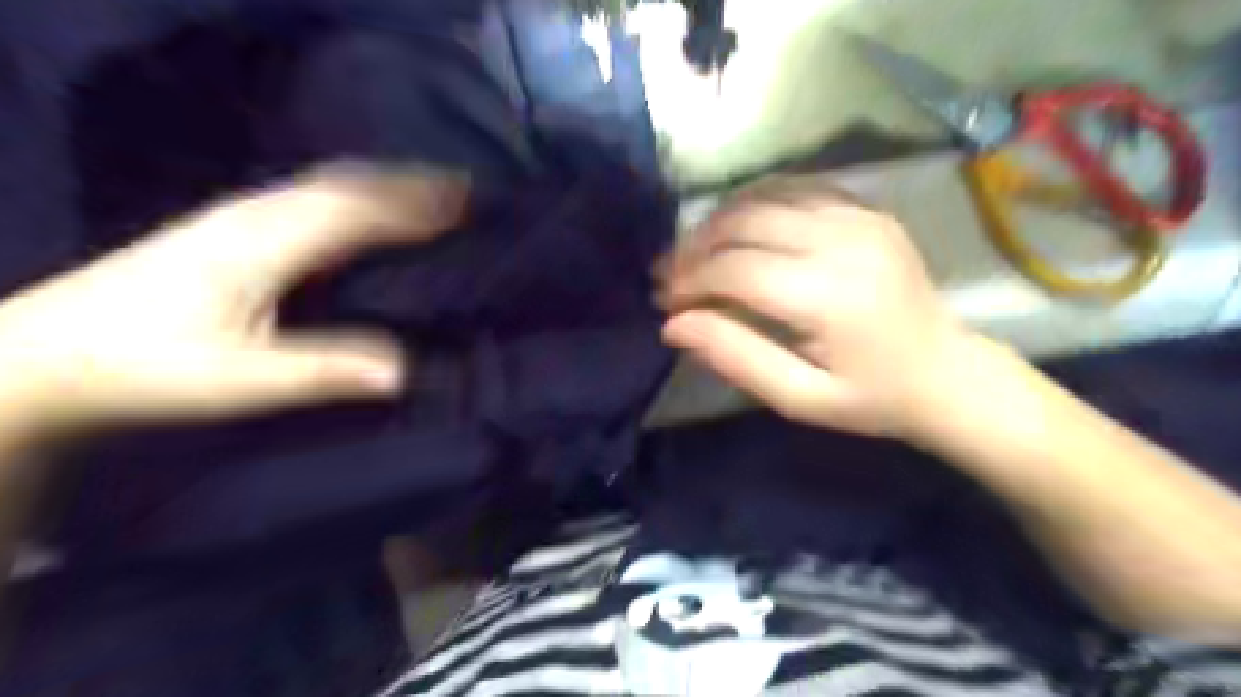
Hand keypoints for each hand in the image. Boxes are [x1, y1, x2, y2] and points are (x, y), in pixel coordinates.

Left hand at [0, 165, 469, 436]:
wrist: (42, 355)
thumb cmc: (143, 368)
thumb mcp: (239, 381)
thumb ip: (324, 372)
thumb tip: (405, 371)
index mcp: (263, 242)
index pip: (356, 211)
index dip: (415, 207)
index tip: (468, 205)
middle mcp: (256, 213)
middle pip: (346, 183)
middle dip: (409, 183)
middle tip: (467, 191)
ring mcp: (241, 214)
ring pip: (329, 183)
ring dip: (386, 183)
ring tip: (434, 191)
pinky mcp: (234, 226)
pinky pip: (314, 195)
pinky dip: (358, 194)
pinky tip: (371, 207)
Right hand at [658, 174, 979, 436]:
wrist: (947, 371)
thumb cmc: (871, 398)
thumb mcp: (800, 398)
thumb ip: (737, 358)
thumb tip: (674, 325)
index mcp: (829, 296)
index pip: (735, 270)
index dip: (690, 281)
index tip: (665, 301)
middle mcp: (843, 242)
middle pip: (744, 222)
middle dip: (695, 247)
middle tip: (671, 275)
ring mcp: (859, 217)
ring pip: (764, 197)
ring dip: (719, 222)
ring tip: (695, 252)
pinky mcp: (866, 209)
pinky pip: (795, 190)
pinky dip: (756, 205)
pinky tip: (738, 231)